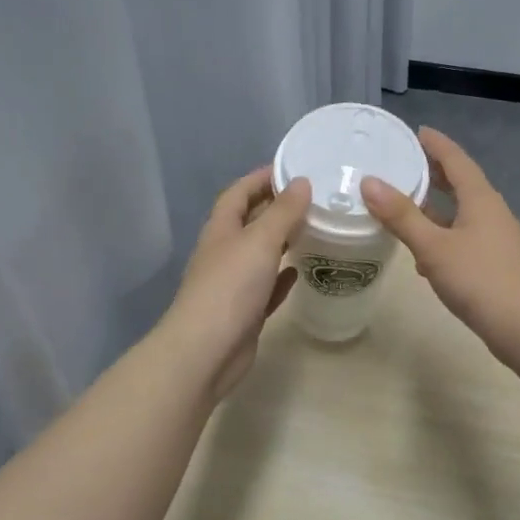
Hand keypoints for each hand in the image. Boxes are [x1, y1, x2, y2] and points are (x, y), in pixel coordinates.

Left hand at [164, 166, 312, 398]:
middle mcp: (224, 252)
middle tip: (310, 198)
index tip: (290, 168)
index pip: (238, 193)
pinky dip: (282, 275)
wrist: (206, 351)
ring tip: (312, 228)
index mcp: (221, 230)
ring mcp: (233, 283)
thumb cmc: (231, 287)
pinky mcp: (245, 311)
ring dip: (281, 240)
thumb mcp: (260, 241)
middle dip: (274, 207)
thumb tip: (302, 182)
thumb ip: (283, 212)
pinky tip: (300, 271)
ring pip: (259, 254)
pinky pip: (267, 286)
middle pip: (249, 221)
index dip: (260, 178)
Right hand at [360, 127, 519, 362]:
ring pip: (460, 213)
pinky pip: (463, 237)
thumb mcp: (433, 247)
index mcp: (480, 199)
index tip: (416, 131)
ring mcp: (495, 239)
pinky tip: (423, 254)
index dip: (435, 144)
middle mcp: (491, 212)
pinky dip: (441, 235)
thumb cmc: (479, 280)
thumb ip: (401, 215)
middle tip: (404, 163)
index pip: (456, 159)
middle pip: (461, 183)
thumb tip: (369, 182)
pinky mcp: (494, 263)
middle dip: (434, 173)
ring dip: (435, 207)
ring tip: (405, 204)